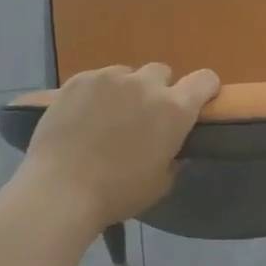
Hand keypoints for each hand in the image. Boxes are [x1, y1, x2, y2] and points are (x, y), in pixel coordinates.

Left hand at [19, 64, 221, 229]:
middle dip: (158, 90)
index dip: (205, 89)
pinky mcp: (79, 79)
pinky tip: (83, 116)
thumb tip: (175, 147)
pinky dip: (96, 93)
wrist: (60, 190)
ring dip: (126, 90)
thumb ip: (175, 157)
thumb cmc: (118, 193)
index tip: (197, 103)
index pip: (205, 80)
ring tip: (108, 116)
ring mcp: (110, 78)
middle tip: (144, 117)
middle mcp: (146, 84)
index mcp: (175, 110)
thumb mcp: (161, 183)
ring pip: (127, 74)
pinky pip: (97, 79)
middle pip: (162, 72)